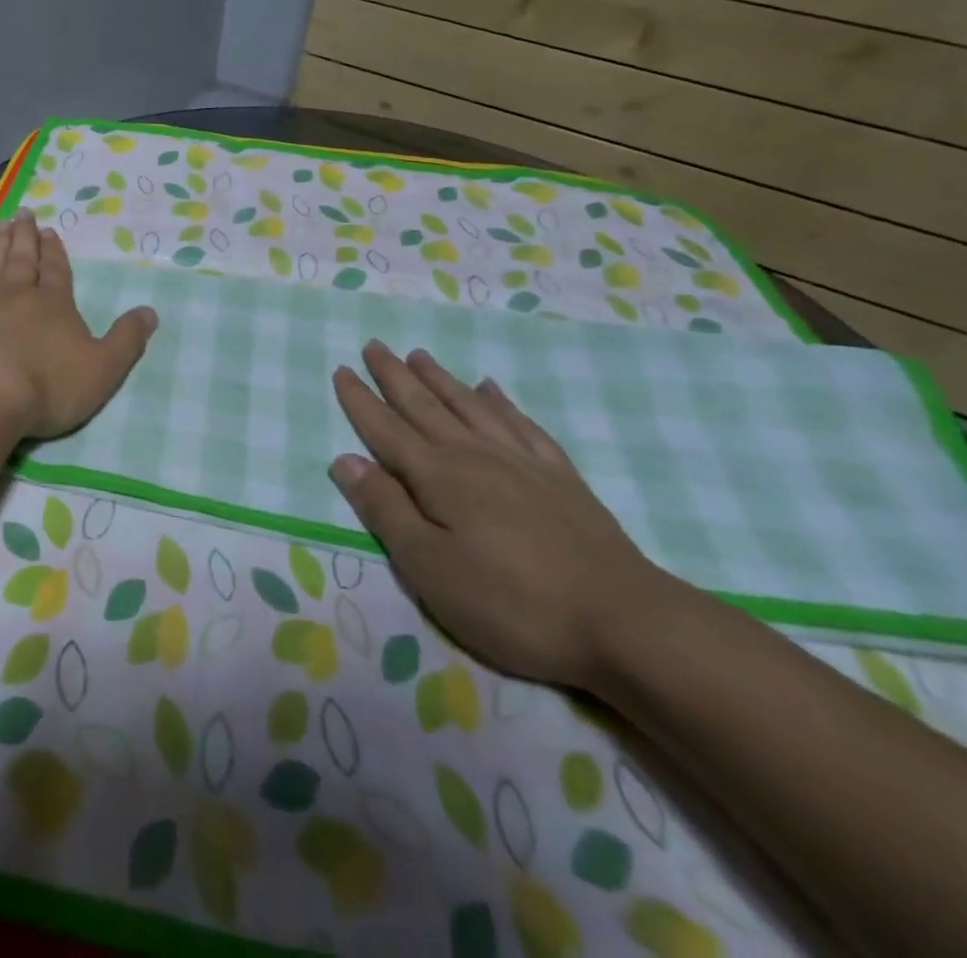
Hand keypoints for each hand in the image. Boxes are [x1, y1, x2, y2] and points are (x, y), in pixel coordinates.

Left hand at [0, 216, 158, 440]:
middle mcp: (17, 293)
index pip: (57, 272)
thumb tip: (150, 311)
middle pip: (23, 259)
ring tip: (3, 221)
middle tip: (25, 214)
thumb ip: (127, 340)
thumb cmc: (47, 386)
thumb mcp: (103, 369)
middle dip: (26, 237)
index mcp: (54, 305)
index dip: (55, 252)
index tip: (50, 232)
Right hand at [328, 342, 668, 689]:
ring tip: (419, 355)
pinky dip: (501, 402)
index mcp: (437, 476)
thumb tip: (344, 460)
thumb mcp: (429, 567)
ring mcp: (521, 462)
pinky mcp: (560, 478)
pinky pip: (522, 425)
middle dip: (394, 376)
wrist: (625, 621)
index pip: (385, 429)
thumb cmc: (511, 602)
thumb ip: (385, 509)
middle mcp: (474, 456)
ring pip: (469, 406)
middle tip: (374, 345)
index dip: (360, 400)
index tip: (340, 369)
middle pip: (424, 406)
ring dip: (440, 379)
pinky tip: (492, 389)